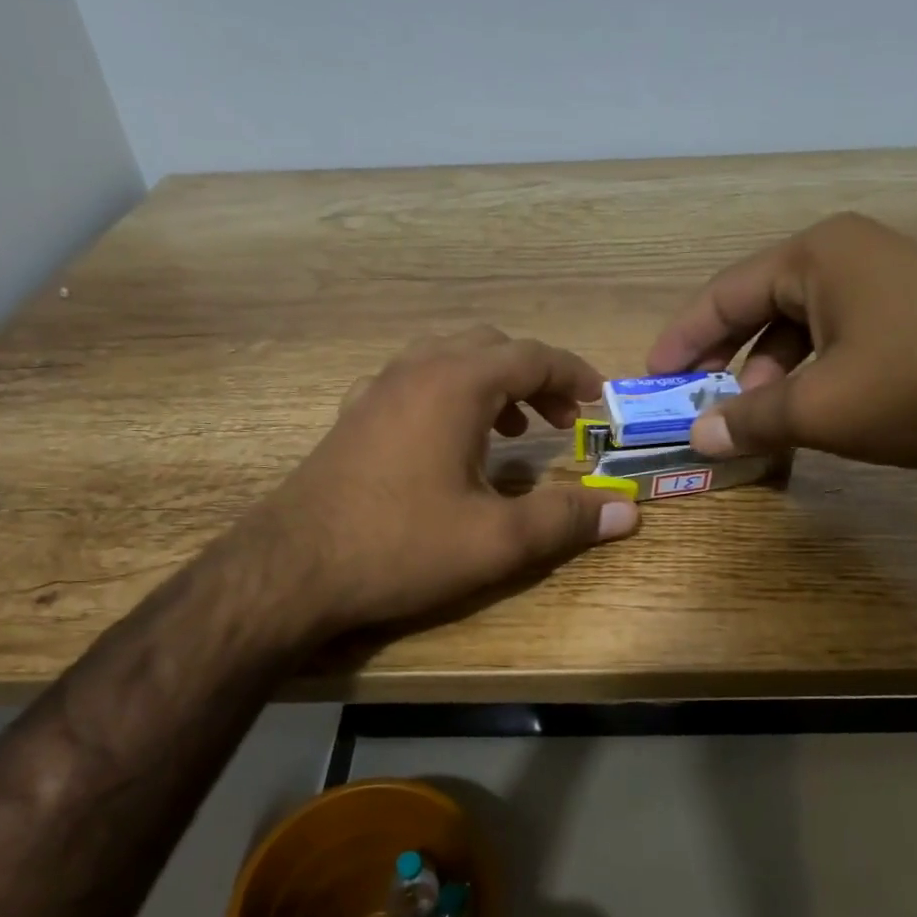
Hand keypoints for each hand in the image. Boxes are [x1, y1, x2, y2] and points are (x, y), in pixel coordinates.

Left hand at [261, 327, 638, 632]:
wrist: (290, 569)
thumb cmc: (400, 546)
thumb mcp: (497, 540)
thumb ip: (566, 519)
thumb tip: (626, 511)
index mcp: (455, 384)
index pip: (531, 356)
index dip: (573, 374)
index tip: (598, 401)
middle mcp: (415, 370)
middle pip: (489, 347)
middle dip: (533, 377)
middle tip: (558, 422)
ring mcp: (376, 390)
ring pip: (447, 360)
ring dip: (490, 384)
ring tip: (511, 432)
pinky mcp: (353, 417)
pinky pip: (413, 383)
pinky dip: (448, 396)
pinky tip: (448, 443)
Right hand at [646, 212, 916, 487]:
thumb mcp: (822, 408)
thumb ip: (749, 419)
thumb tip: (697, 438)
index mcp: (819, 255)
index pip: (724, 293)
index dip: (682, 339)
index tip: (651, 378)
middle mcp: (850, 259)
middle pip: (760, 310)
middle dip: (726, 363)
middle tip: (700, 408)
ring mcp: (888, 291)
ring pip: (801, 335)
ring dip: (770, 380)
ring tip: (756, 425)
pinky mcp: (915, 326)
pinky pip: (839, 350)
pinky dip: (811, 384)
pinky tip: (807, 422)